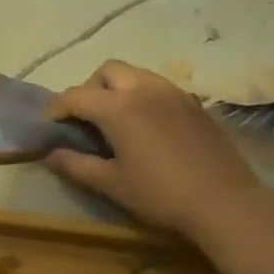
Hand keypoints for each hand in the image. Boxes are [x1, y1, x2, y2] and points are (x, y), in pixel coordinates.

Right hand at [46, 60, 264, 236]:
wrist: (224, 202)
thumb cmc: (159, 194)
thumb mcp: (110, 184)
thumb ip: (75, 165)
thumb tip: (49, 154)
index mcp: (118, 107)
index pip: (75, 95)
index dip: (57, 110)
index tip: (51, 128)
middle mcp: (144, 89)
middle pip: (107, 71)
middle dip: (89, 89)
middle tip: (85, 120)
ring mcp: (173, 92)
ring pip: (136, 73)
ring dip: (117, 89)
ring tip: (115, 121)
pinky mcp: (194, 103)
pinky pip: (159, 86)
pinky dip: (142, 96)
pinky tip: (146, 126)